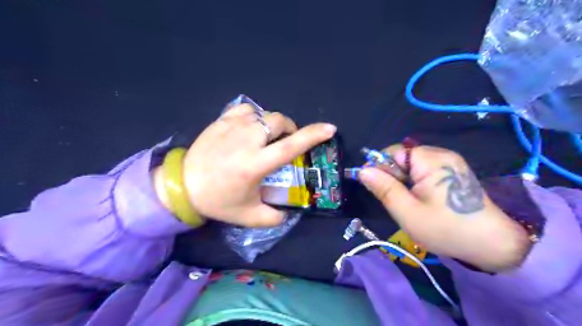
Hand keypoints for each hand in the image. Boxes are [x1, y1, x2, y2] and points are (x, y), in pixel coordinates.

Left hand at [168, 103, 336, 226]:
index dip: (313, 135)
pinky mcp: (221, 121)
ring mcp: (232, 127)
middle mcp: (246, 141)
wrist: (183, 185)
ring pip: (263, 114)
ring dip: (272, 125)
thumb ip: (275, 217)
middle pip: (279, 122)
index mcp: (255, 164)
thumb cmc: (218, 201)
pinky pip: (246, 110)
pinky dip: (254, 117)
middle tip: (286, 142)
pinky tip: (250, 128)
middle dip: (290, 129)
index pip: (291, 146)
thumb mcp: (249, 216)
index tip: (330, 128)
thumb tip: (290, 211)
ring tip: (267, 138)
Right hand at [360, 144, 530, 269]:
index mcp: (431, 160)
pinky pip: (424, 171)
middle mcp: (441, 155)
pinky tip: (422, 200)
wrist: (493, 245)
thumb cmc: (447, 229)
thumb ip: (384, 189)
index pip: (393, 152)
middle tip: (396, 200)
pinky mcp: (453, 172)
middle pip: (403, 157)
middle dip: (393, 176)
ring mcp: (449, 163)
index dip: (380, 168)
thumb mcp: (407, 212)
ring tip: (409, 202)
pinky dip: (416, 183)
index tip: (377, 189)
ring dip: (403, 181)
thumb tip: (363, 171)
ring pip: (412, 165)